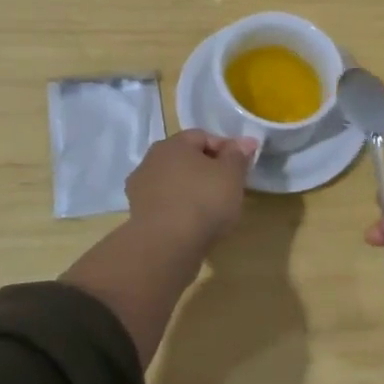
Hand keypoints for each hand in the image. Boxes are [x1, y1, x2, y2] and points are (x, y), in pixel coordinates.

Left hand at [126, 129, 257, 248]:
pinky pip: (167, 205)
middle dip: (208, 169)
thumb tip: (245, 141)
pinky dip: (181, 210)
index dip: (226, 149)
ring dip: (193, 190)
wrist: (166, 247)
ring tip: (214, 209)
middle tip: (230, 187)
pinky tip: (195, 224)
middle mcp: (150, 161)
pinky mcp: (138, 217)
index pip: (203, 136)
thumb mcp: (231, 175)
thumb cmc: (203, 201)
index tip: (242, 167)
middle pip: (186, 159)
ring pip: (175, 183)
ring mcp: (140, 190)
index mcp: (172, 144)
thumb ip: (238, 155)